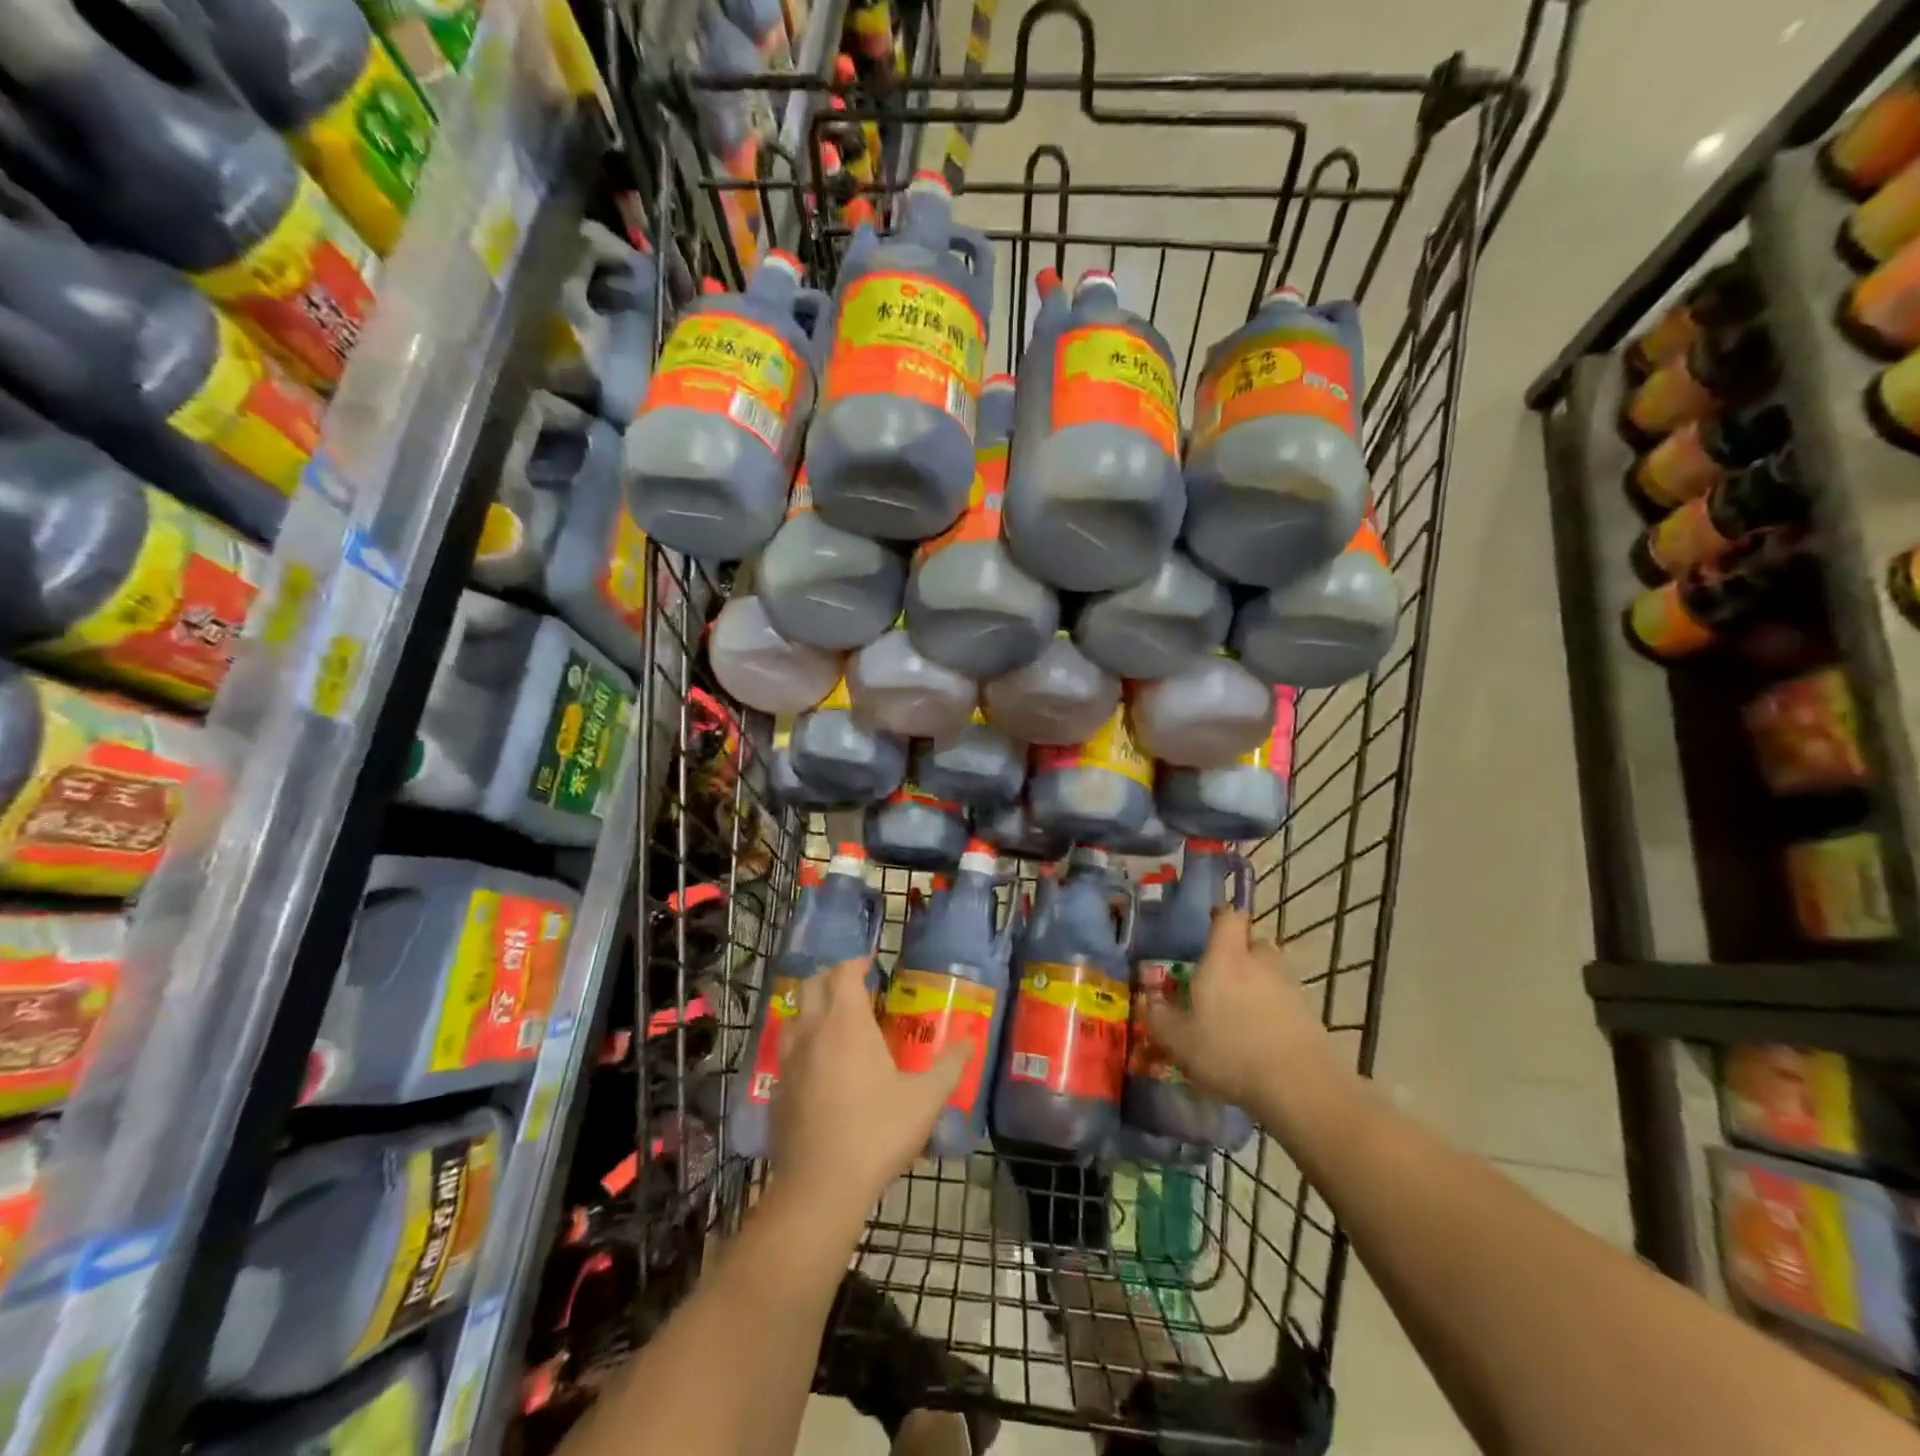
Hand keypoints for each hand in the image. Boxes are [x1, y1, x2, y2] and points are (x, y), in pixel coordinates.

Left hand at [770, 956, 967, 1217]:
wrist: (821, 1186)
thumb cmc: (877, 1132)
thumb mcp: (925, 1098)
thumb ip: (950, 1066)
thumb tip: (971, 1041)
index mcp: (846, 1023)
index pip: (843, 973)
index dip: (856, 964)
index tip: (871, 966)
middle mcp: (813, 1031)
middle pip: (812, 985)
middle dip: (832, 978)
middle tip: (855, 987)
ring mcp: (789, 1060)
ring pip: (795, 1015)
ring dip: (813, 1006)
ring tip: (835, 1019)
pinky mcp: (777, 1089)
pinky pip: (787, 1049)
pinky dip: (802, 1041)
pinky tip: (818, 1063)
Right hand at [1143, 908, 1344, 1115]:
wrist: (1300, 1087)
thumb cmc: (1230, 1051)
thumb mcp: (1179, 1040)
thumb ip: (1159, 1017)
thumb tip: (1149, 1000)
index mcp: (1226, 957)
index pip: (1229, 917)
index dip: (1220, 918)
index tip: (1208, 931)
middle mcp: (1260, 962)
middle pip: (1252, 943)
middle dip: (1238, 955)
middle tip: (1219, 980)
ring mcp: (1289, 987)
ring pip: (1269, 973)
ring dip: (1256, 985)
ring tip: (1238, 1015)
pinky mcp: (1309, 1014)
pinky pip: (1284, 1002)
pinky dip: (1272, 1012)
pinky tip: (1260, 1040)